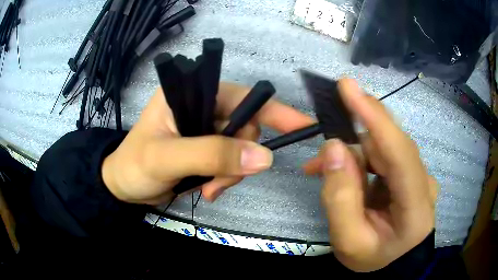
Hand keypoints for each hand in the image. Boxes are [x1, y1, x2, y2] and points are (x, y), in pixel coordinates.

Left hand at [102, 82, 314, 204]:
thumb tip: (264, 157)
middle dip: (239, 157)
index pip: (240, 96)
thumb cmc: (135, 166)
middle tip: (218, 183)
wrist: (124, 188)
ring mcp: (205, 130)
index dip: (273, 110)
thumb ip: (211, 154)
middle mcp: (201, 106)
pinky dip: (226, 179)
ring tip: (209, 189)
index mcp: (189, 93)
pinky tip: (208, 191)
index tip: (302, 126)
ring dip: (231, 174)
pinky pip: (232, 163)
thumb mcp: (166, 159)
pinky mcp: (207, 150)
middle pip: (245, 127)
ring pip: (241, 149)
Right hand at [303, 79, 436, 271]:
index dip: (375, 118)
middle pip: (389, 147)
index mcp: (416, 208)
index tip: (347, 87)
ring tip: (323, 169)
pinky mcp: (411, 172)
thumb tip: (334, 147)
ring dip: (353, 154)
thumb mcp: (348, 241)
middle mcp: (424, 182)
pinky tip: (343, 171)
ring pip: (384, 148)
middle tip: (318, 158)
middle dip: (353, 144)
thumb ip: (340, 198)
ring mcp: (419, 175)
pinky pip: (384, 154)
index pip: (401, 153)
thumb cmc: (372, 258)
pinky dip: (360, 159)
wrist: (391, 264)